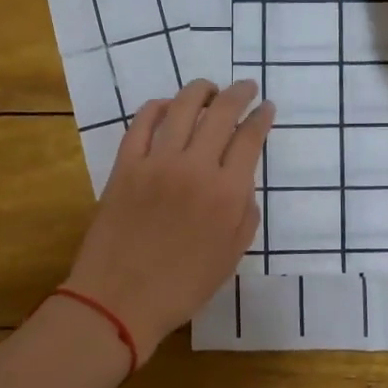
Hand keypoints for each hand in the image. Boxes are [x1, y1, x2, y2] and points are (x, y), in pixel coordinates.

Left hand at [62, 79, 274, 357]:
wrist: (120, 299)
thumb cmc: (182, 287)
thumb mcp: (231, 257)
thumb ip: (246, 214)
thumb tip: (243, 182)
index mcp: (227, 193)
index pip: (250, 139)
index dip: (262, 118)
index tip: (267, 108)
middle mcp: (195, 167)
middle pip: (221, 113)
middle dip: (239, 94)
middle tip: (246, 88)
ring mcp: (156, 162)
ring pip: (182, 107)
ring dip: (200, 90)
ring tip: (209, 89)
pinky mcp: (125, 165)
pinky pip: (141, 123)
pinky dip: (157, 107)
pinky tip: (166, 105)